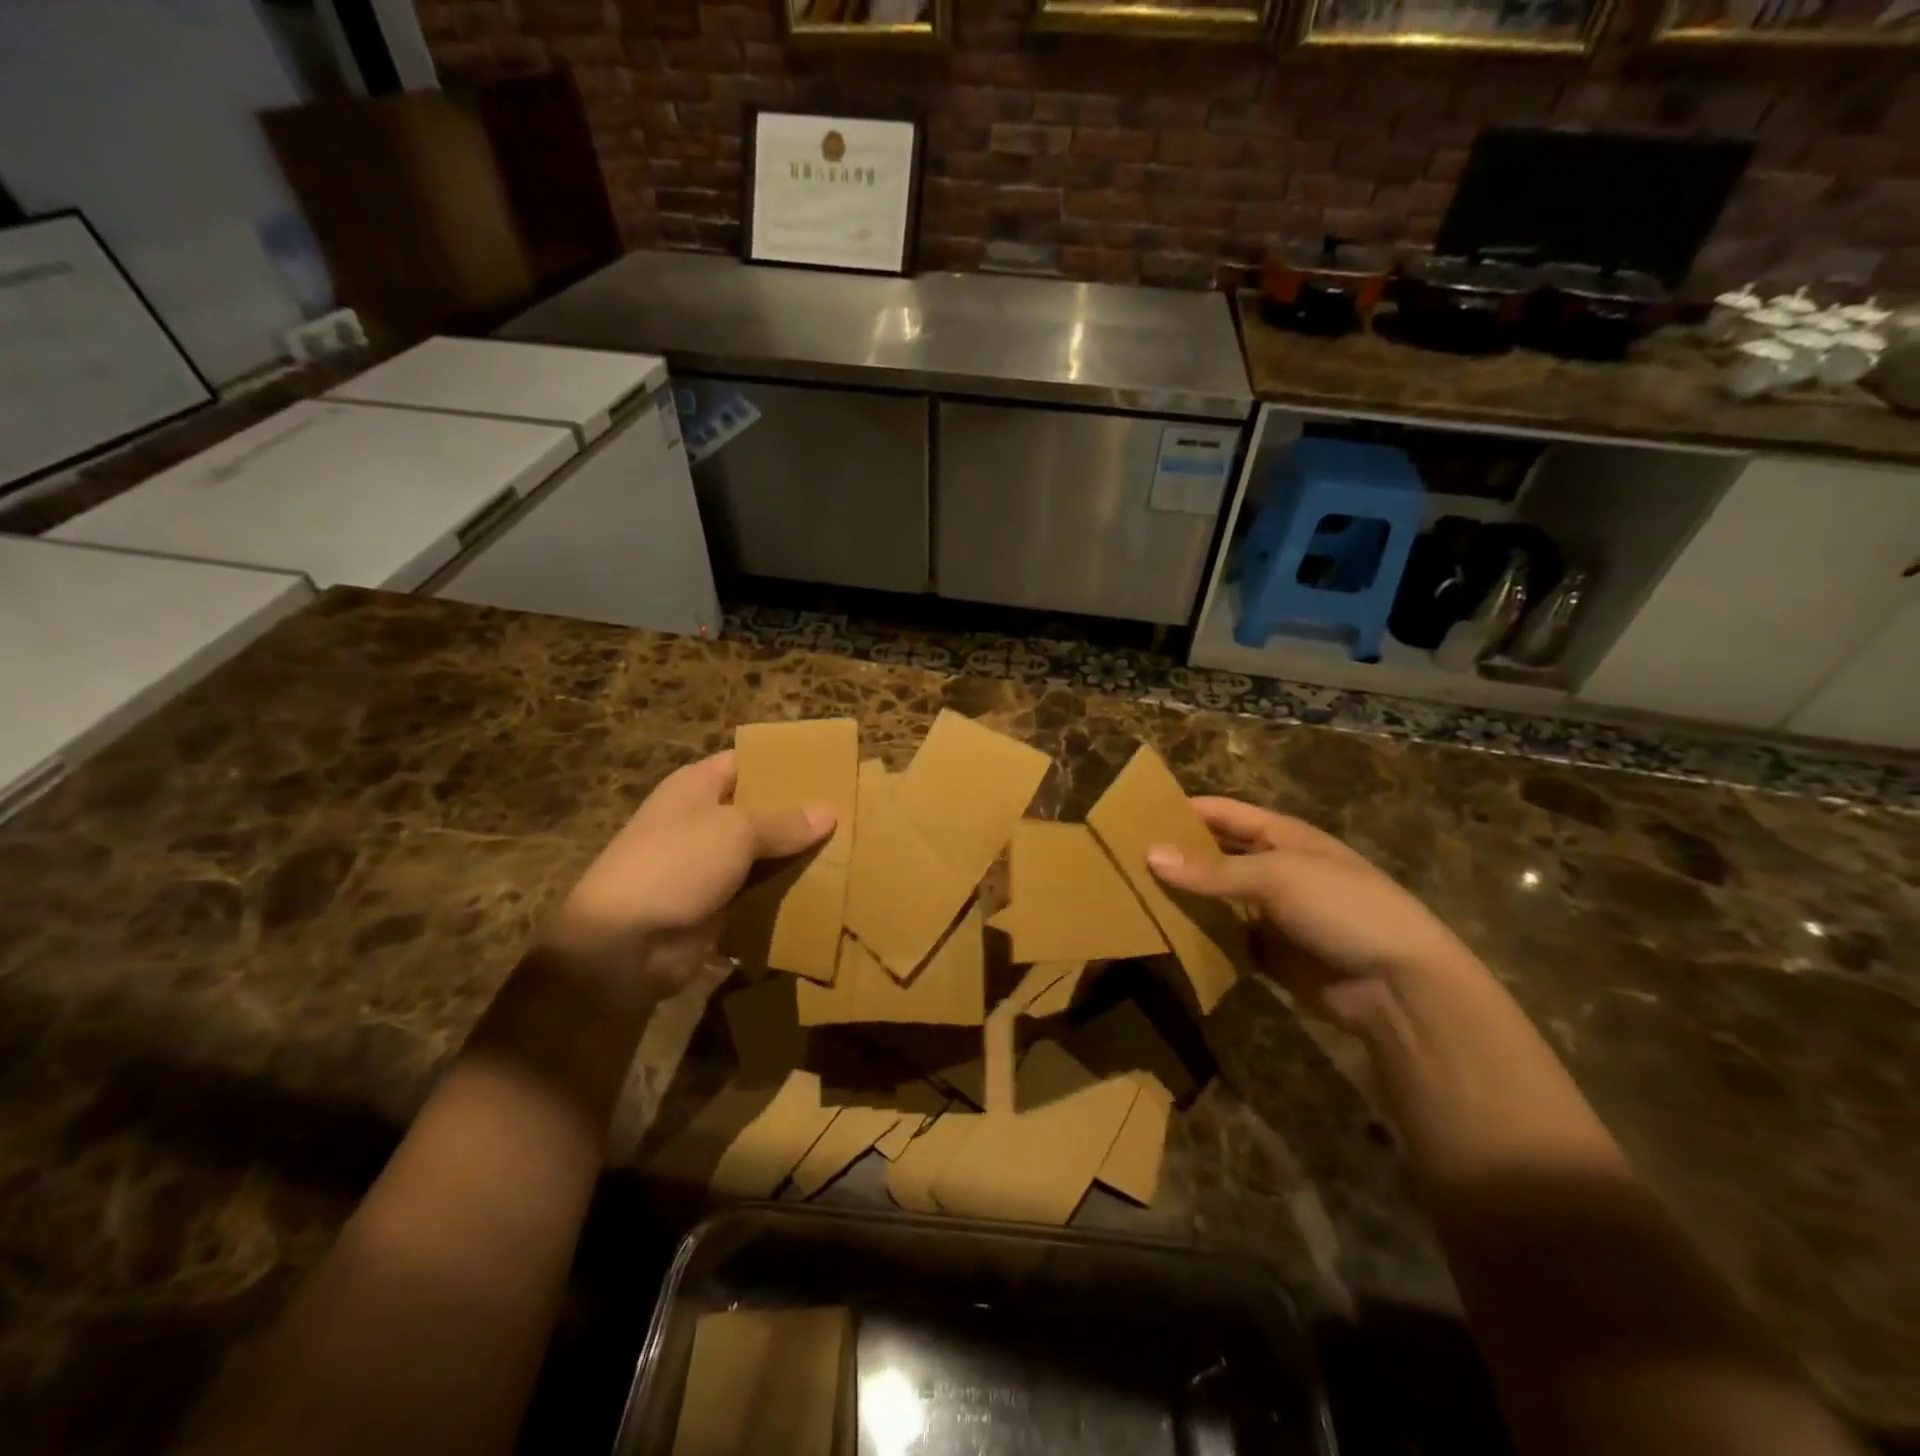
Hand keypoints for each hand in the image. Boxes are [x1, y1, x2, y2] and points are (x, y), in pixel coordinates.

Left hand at [544, 751, 834, 1005]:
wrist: (623, 945)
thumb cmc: (676, 865)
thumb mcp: (736, 831)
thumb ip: (785, 822)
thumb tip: (829, 811)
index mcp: (697, 787)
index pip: (748, 761)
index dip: (785, 764)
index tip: (830, 769)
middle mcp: (702, 821)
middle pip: (759, 809)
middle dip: (800, 813)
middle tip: (851, 812)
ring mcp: (707, 866)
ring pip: (763, 854)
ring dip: (796, 856)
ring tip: (850, 850)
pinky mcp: (715, 906)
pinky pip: (758, 892)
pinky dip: (784, 892)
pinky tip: (826, 890)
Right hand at [1147, 797, 1480, 1037]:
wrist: (1400, 985)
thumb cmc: (1342, 908)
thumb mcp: (1276, 878)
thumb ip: (1212, 870)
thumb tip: (1149, 854)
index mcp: (1282, 837)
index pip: (1224, 813)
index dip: (1184, 810)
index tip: (1136, 815)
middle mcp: (1274, 869)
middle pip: (1215, 856)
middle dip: (1176, 857)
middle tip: (1124, 860)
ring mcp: (1273, 913)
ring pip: (1216, 900)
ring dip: (1183, 900)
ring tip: (1133, 898)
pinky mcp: (1270, 953)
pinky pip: (1225, 939)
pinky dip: (1199, 938)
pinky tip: (1165, 939)